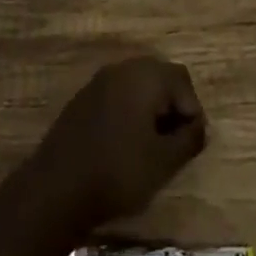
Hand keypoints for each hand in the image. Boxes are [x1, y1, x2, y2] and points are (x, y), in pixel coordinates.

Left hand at [27, 56, 206, 230]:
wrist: (57, 186)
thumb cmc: (118, 171)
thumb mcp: (163, 162)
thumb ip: (188, 140)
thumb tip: (199, 127)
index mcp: (145, 75)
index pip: (182, 80)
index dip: (192, 111)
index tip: (190, 144)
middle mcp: (122, 68)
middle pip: (159, 77)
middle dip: (172, 107)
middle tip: (173, 143)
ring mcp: (98, 82)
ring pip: (137, 86)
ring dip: (150, 110)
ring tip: (151, 147)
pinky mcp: (83, 99)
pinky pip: (116, 96)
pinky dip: (128, 114)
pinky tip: (123, 146)